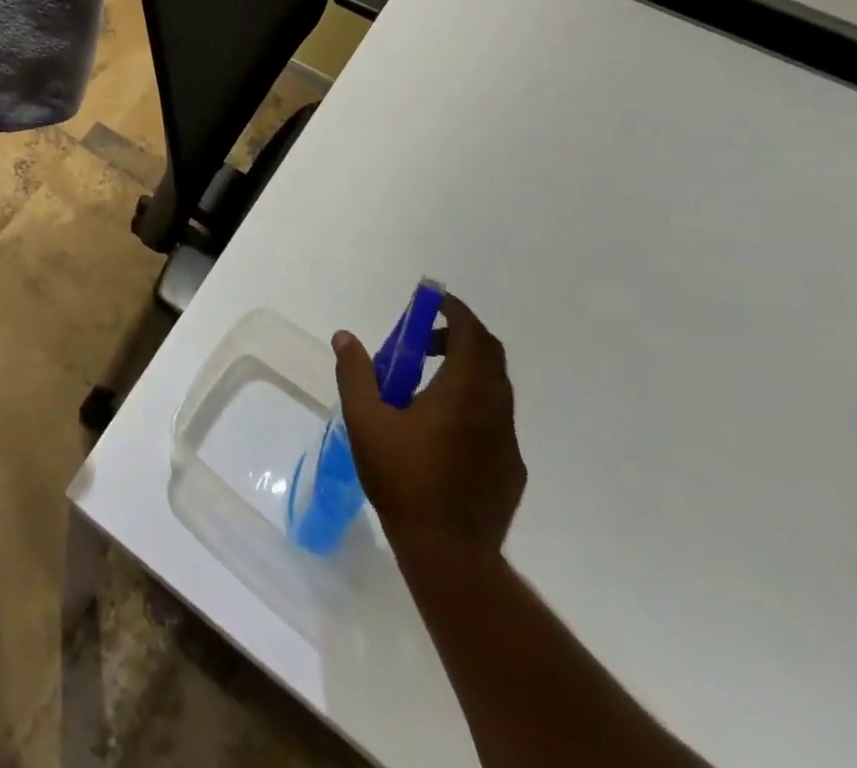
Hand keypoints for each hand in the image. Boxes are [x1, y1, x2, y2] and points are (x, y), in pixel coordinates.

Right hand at [333, 294, 526, 553]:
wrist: (450, 553)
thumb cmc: (404, 478)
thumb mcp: (365, 420)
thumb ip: (355, 373)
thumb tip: (345, 337)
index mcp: (464, 392)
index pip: (471, 334)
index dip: (455, 311)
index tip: (432, 302)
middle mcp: (494, 409)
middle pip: (489, 356)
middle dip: (459, 336)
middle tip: (422, 340)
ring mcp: (507, 441)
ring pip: (494, 388)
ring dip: (465, 370)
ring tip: (424, 384)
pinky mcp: (510, 469)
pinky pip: (494, 418)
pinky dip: (472, 402)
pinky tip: (441, 428)